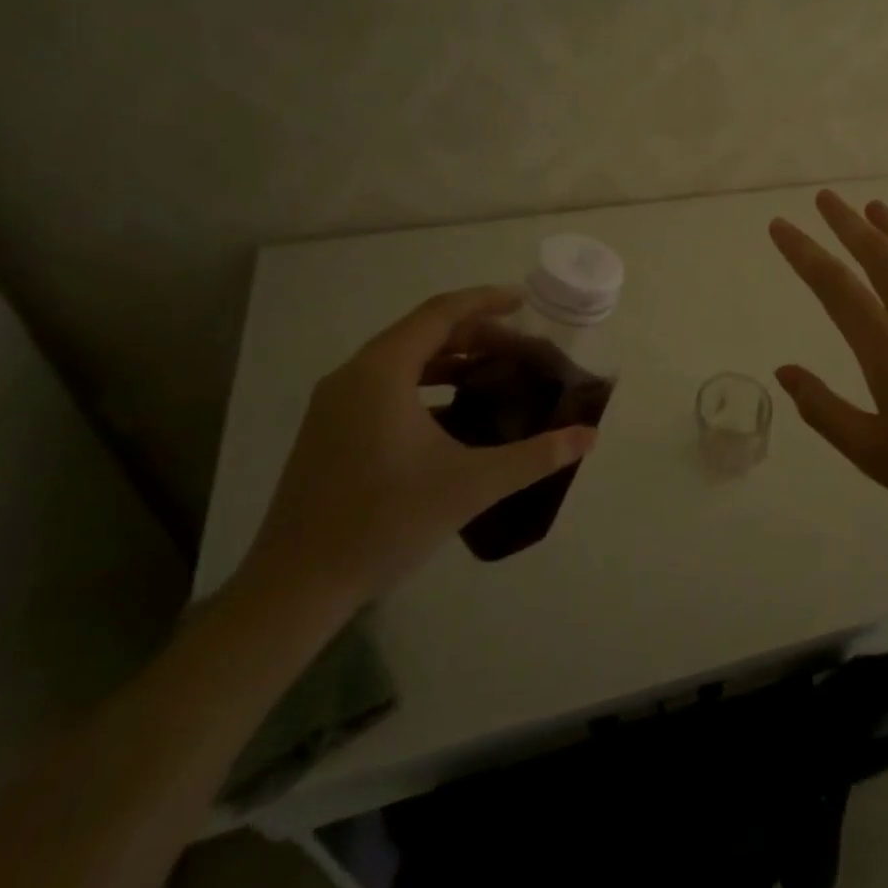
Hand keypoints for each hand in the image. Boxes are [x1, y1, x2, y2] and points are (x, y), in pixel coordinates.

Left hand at [236, 288, 596, 615]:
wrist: (297, 586)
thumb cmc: (386, 521)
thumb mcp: (472, 484)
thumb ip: (536, 456)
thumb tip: (590, 436)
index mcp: (381, 372)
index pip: (440, 313)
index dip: (485, 301)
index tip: (525, 303)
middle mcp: (353, 376)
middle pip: (422, 332)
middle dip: (476, 334)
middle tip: (522, 348)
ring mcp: (335, 404)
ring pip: (402, 360)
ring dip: (451, 359)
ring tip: (495, 372)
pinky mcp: (330, 431)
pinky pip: (386, 386)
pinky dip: (426, 384)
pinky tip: (455, 412)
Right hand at [769, 191, 887, 547]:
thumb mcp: (870, 452)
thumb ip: (822, 408)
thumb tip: (785, 372)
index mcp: (886, 347)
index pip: (833, 286)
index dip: (803, 252)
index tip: (780, 226)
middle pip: (879, 255)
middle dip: (847, 223)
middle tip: (825, 197)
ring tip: (875, 207)